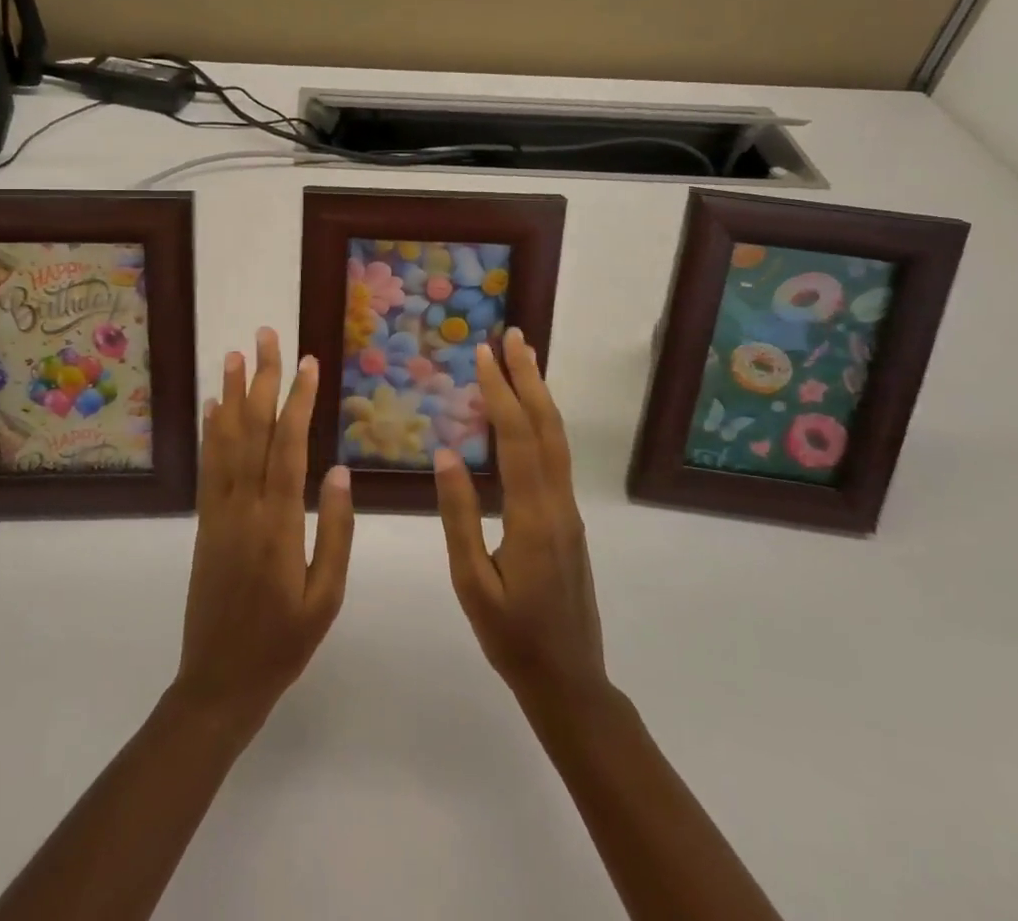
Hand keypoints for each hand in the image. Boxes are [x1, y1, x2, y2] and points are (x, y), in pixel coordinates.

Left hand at [174, 329, 354, 734]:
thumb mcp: (325, 598)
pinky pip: (207, 467)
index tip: (307, 363)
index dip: (297, 400)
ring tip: (235, 355)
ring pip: (225, 440)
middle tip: (267, 336)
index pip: (288, 446)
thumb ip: (336, 532)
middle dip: (262, 380)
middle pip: (253, 430)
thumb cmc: (283, 643)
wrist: (218, 682)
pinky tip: (213, 406)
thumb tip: (341, 471)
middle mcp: (244, 506)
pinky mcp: (205, 522)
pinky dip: (210, 431)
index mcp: (279, 523)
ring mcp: (219, 511)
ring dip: (231, 395)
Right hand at [434, 328, 609, 714]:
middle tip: (514, 336)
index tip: (484, 354)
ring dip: (540, 395)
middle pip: (547, 427)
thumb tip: (446, 455)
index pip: (517, 439)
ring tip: (524, 360)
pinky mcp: (568, 520)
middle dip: (529, 378)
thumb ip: (459, 518)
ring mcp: (569, 512)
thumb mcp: (472, 583)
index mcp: (533, 517)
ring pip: (557, 440)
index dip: (501, 393)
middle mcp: (558, 504)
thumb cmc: (512, 637)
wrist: (570, 682)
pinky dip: (542, 423)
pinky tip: (528, 415)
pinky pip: (556, 458)